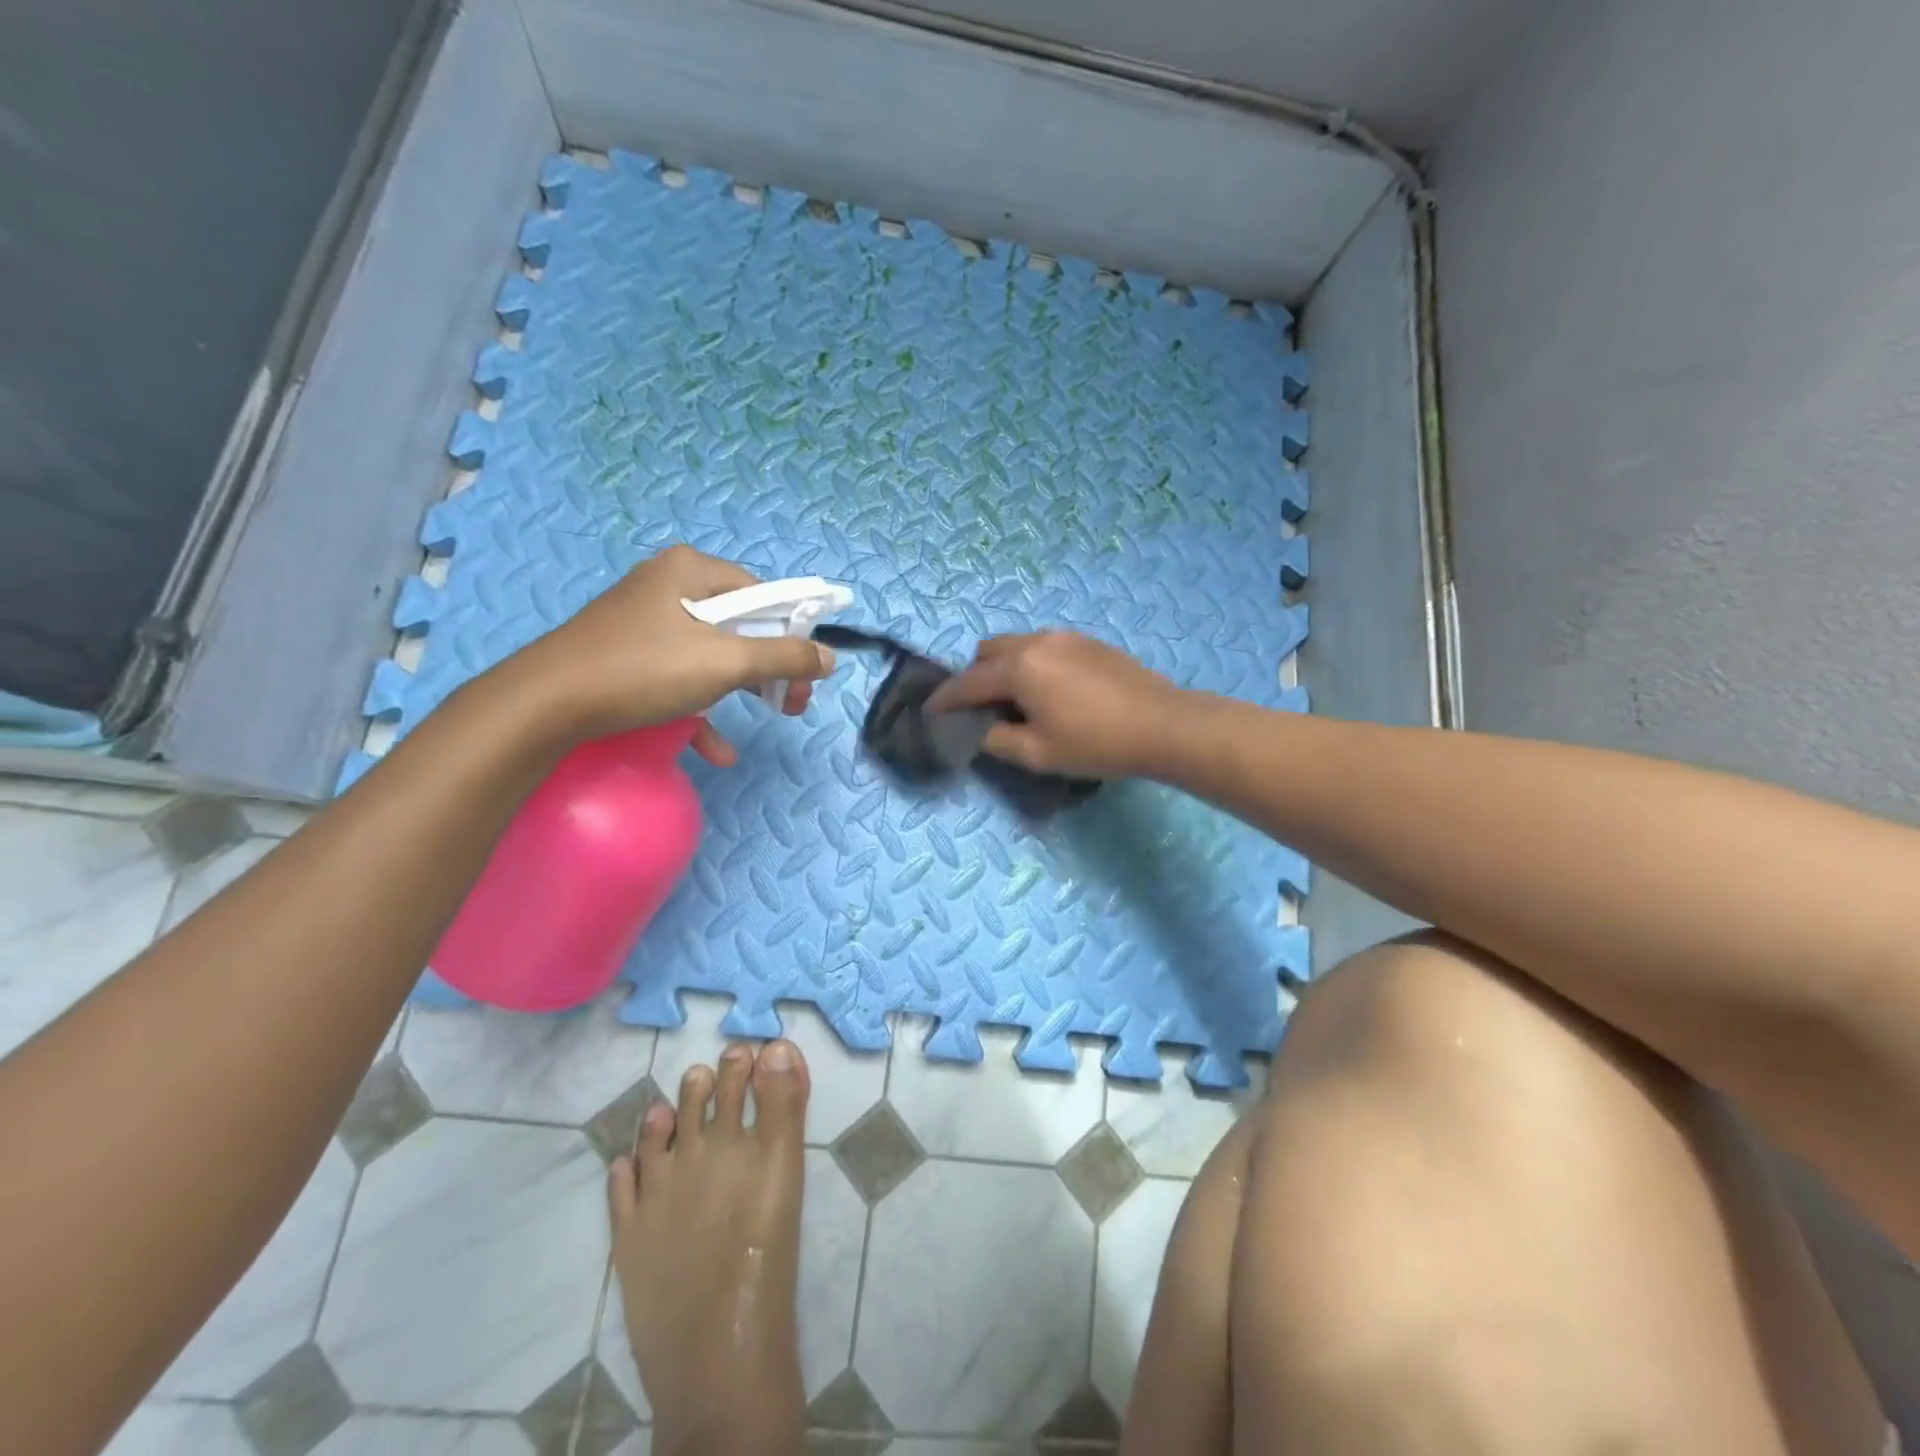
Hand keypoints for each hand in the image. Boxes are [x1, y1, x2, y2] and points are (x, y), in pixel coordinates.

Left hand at [511, 546, 835, 761]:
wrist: (544, 704)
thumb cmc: (642, 670)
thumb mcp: (724, 662)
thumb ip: (783, 657)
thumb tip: (829, 658)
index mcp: (692, 570)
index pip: (764, 596)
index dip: (793, 635)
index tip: (807, 675)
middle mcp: (669, 585)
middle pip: (741, 625)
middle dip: (772, 667)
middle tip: (793, 702)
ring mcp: (646, 620)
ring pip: (713, 652)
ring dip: (743, 688)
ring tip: (770, 716)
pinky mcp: (628, 654)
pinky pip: (679, 674)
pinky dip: (702, 706)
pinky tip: (717, 749)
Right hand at [927, 631, 1183, 778]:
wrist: (1164, 725)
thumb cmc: (1096, 743)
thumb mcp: (1037, 753)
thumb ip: (996, 740)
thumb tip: (978, 729)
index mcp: (1019, 668)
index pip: (968, 682)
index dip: (945, 699)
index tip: (930, 711)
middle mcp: (1037, 642)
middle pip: (987, 651)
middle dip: (974, 677)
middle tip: (982, 710)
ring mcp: (1065, 637)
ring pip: (1016, 644)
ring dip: (1003, 668)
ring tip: (1017, 701)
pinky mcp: (1088, 642)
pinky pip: (1043, 646)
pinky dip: (1030, 664)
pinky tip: (1050, 692)